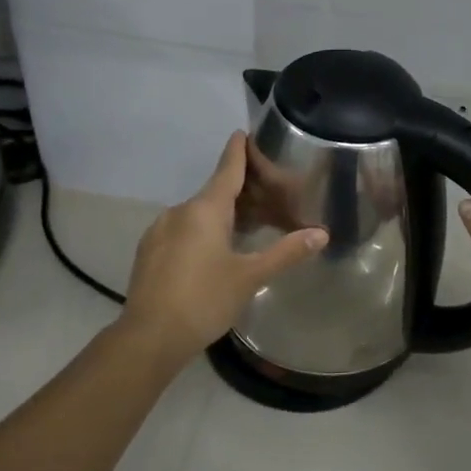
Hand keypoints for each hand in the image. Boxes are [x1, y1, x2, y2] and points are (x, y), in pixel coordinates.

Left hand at [118, 132, 326, 367]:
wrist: (148, 338)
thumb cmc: (204, 300)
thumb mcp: (250, 277)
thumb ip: (286, 252)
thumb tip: (322, 233)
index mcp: (205, 210)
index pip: (227, 169)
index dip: (238, 151)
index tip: (243, 132)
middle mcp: (179, 211)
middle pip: (215, 192)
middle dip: (240, 191)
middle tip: (267, 195)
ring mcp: (160, 231)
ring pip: (197, 213)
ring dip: (221, 214)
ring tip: (246, 227)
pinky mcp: (149, 251)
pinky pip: (182, 230)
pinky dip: (202, 231)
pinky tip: (214, 252)